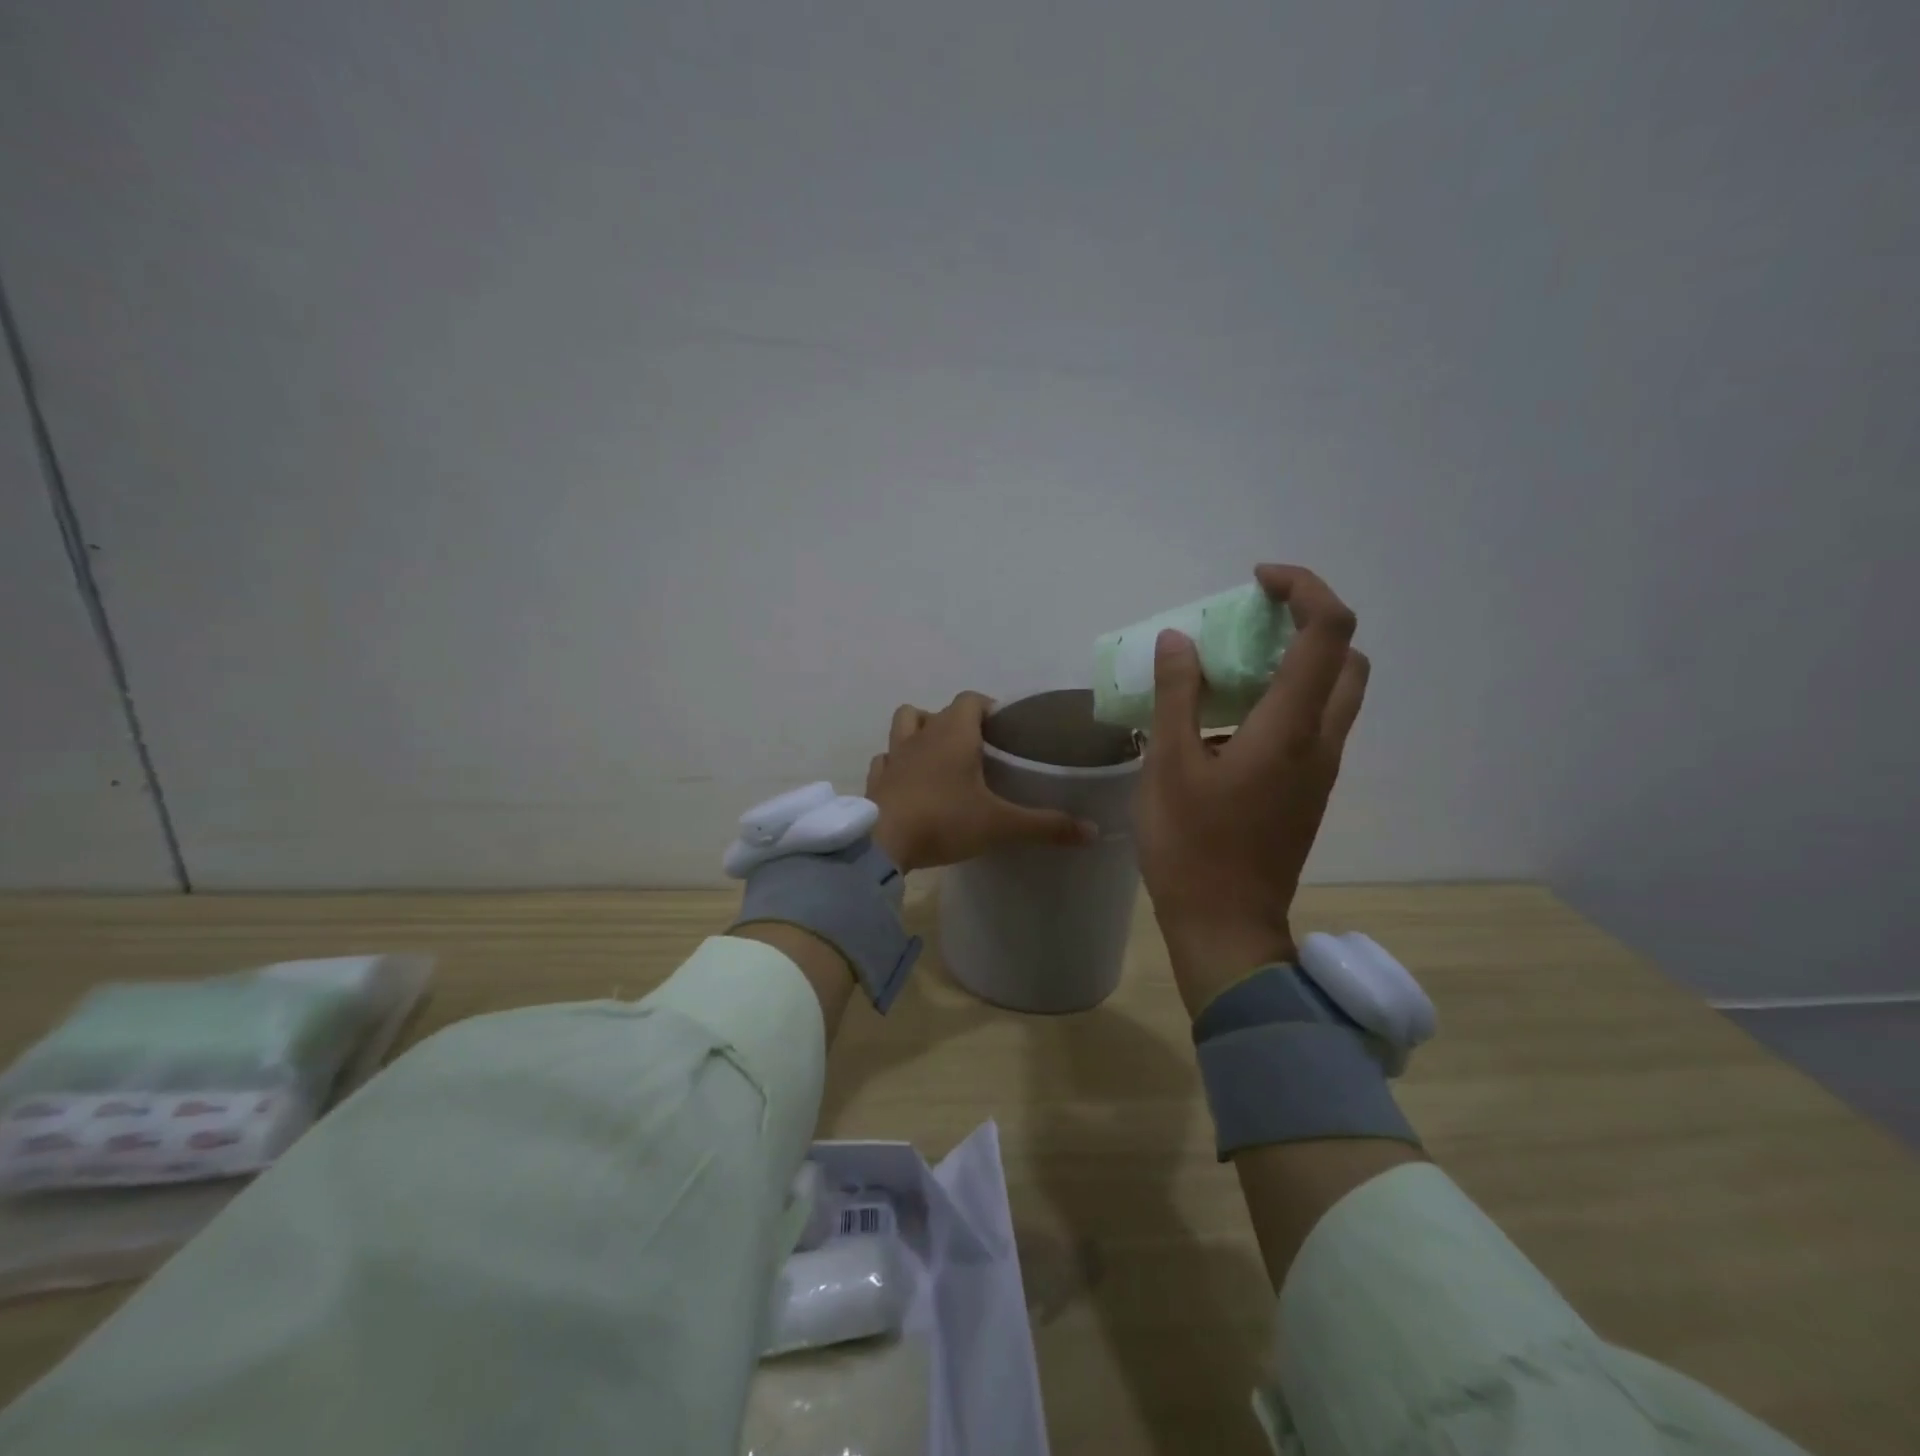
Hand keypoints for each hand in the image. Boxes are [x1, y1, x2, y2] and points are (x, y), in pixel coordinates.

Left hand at [867, 692, 1095, 872]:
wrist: (884, 843)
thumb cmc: (945, 821)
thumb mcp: (1001, 825)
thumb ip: (1046, 825)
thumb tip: (1093, 830)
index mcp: (954, 734)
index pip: (971, 699)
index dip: (987, 708)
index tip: (1002, 729)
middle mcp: (921, 735)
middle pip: (935, 710)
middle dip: (954, 722)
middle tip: (975, 749)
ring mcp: (894, 756)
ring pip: (904, 725)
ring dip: (919, 732)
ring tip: (937, 757)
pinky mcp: (876, 780)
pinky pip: (885, 760)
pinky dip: (896, 765)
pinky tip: (908, 783)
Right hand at [1135, 565, 1368, 1016]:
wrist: (1225, 925)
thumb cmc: (1191, 846)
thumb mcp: (1168, 766)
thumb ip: (1177, 696)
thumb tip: (1180, 640)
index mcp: (1291, 728)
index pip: (1328, 631)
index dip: (1302, 588)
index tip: (1256, 582)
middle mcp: (1322, 741)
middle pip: (1347, 658)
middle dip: (1308, 622)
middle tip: (1251, 624)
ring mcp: (1321, 770)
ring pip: (1334, 693)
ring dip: (1297, 662)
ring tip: (1231, 668)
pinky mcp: (1309, 791)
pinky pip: (1313, 724)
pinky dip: (1286, 698)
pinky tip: (1228, 721)